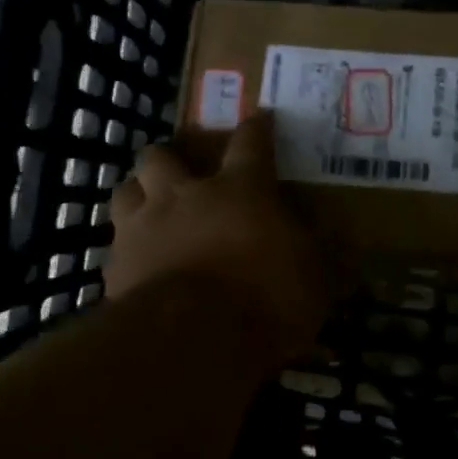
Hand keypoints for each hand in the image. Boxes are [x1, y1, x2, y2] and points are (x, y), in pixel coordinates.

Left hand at [106, 112, 331, 360]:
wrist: (193, 340)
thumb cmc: (267, 298)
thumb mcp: (316, 277)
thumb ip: (322, 251)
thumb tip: (341, 236)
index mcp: (240, 190)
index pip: (251, 142)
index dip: (258, 127)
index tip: (262, 118)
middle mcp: (185, 196)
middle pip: (163, 155)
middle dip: (173, 157)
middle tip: (185, 174)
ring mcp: (143, 227)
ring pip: (127, 189)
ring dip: (141, 194)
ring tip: (153, 210)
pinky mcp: (116, 265)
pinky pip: (116, 244)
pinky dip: (129, 248)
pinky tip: (140, 265)